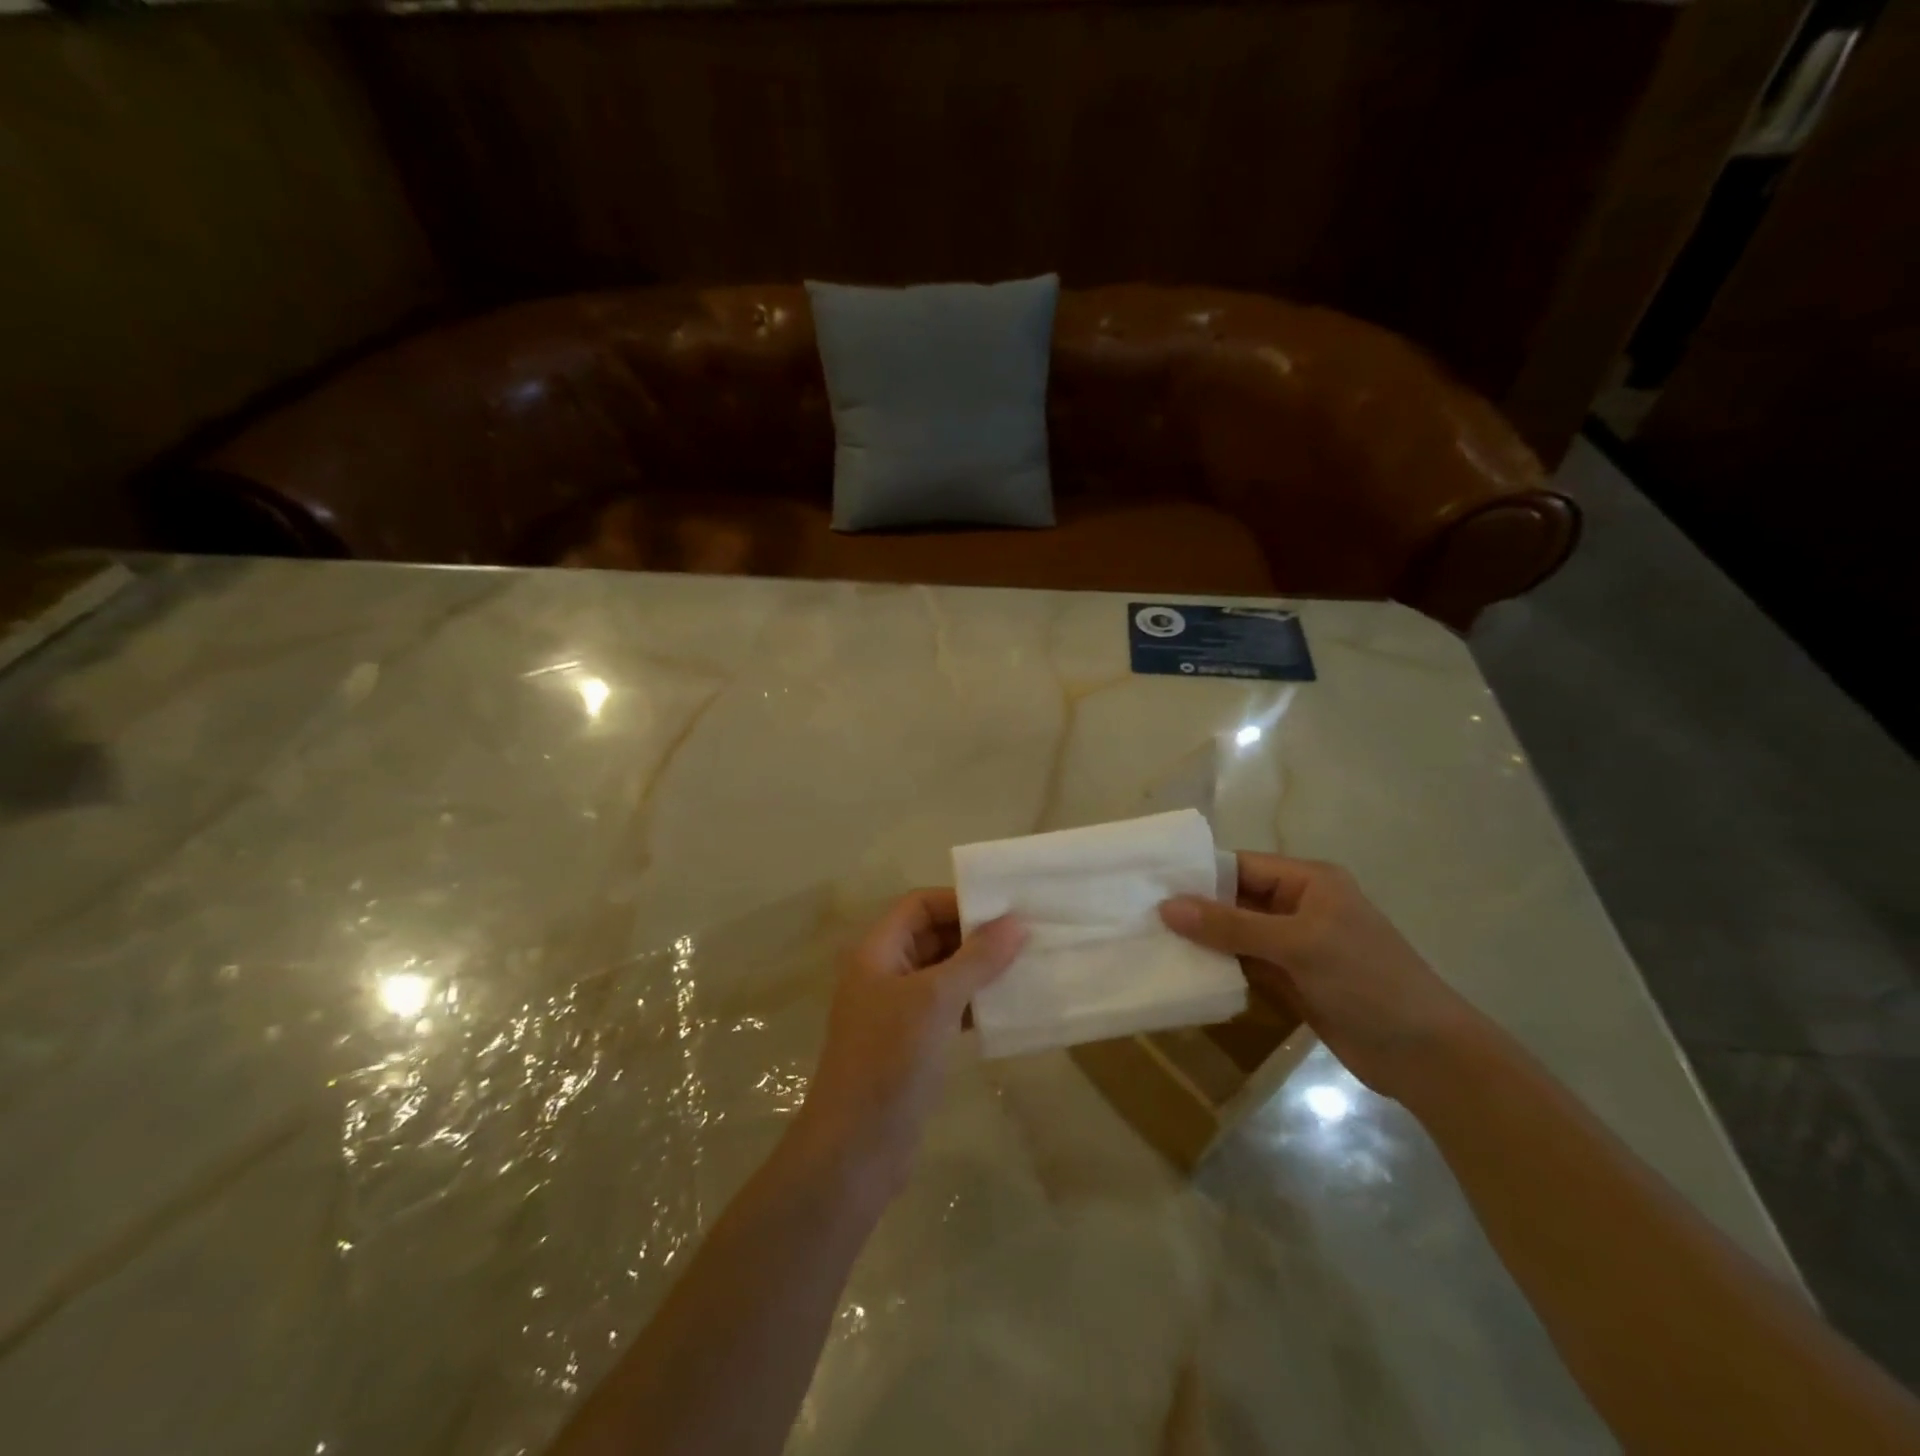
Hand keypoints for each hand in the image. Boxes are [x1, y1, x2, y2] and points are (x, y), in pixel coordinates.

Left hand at [792, 889, 1024, 1203]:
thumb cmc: (889, 1061)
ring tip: (1025, 967)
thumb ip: (977, 959)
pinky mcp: (912, 1043)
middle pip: (932, 935)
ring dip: (979, 969)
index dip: (958, 901)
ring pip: (943, 972)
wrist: (856, 1150)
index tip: (1005, 909)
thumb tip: (1017, 922)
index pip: (919, 905)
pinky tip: (1006, 1008)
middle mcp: (884, 973)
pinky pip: (947, 1007)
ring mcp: (897, 1010)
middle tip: (1026, 936)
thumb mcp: (935, 1001)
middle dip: (975, 934)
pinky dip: (974, 1002)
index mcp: (877, 951)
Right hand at [1159, 855, 1473, 1100]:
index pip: (1241, 866)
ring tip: (1150, 942)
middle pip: (1235, 899)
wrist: (1425, 1056)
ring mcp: (1294, 946)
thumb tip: (1166, 906)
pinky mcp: (1291, 980)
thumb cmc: (1367, 981)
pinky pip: (1245, 964)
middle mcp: (1298, 906)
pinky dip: (1218, 967)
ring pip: (1236, 934)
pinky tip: (1182, 971)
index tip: (1149, 884)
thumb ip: (1231, 926)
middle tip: (1140, 916)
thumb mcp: (1298, 944)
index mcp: (1307, 881)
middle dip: (1194, 908)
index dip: (1198, 873)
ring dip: (1202, 940)